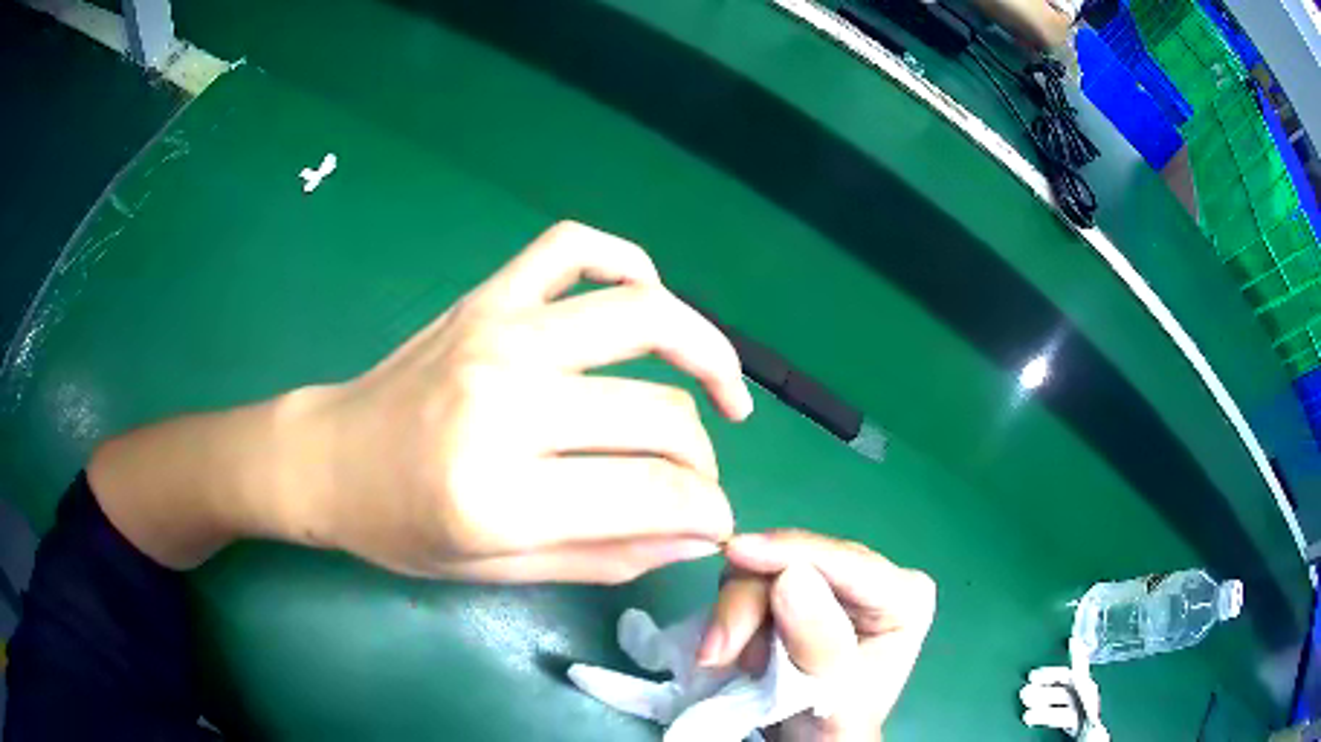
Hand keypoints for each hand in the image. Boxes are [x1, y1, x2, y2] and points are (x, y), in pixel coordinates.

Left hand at [288, 221, 753, 581]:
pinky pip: (574, 248)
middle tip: (699, 481)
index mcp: (496, 494)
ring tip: (722, 387)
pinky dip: (627, 262)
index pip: (652, 494)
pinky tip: (646, 298)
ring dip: (705, 348)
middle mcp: (503, 400)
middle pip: (657, 413)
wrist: (328, 458)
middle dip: (702, 459)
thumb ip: (605, 556)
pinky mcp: (486, 297)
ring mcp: (496, 332)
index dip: (706, 511)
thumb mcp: (496, 571)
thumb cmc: (400, 528)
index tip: (715, 521)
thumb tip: (696, 532)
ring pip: (641, 314)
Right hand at [697, 531, 936, 741]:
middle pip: (798, 561)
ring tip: (726, 661)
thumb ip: (818, 643)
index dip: (786, 553)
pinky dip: (734, 615)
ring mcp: (836, 581)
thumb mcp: (832, 694)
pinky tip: (733, 650)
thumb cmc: (832, 724)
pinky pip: (753, 581)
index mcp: (904, 596)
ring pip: (767, 569)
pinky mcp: (801, 589)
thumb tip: (791, 578)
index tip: (735, 553)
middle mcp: (874, 577)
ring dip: (736, 615)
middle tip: (716, 653)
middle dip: (749, 603)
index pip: (843, 562)